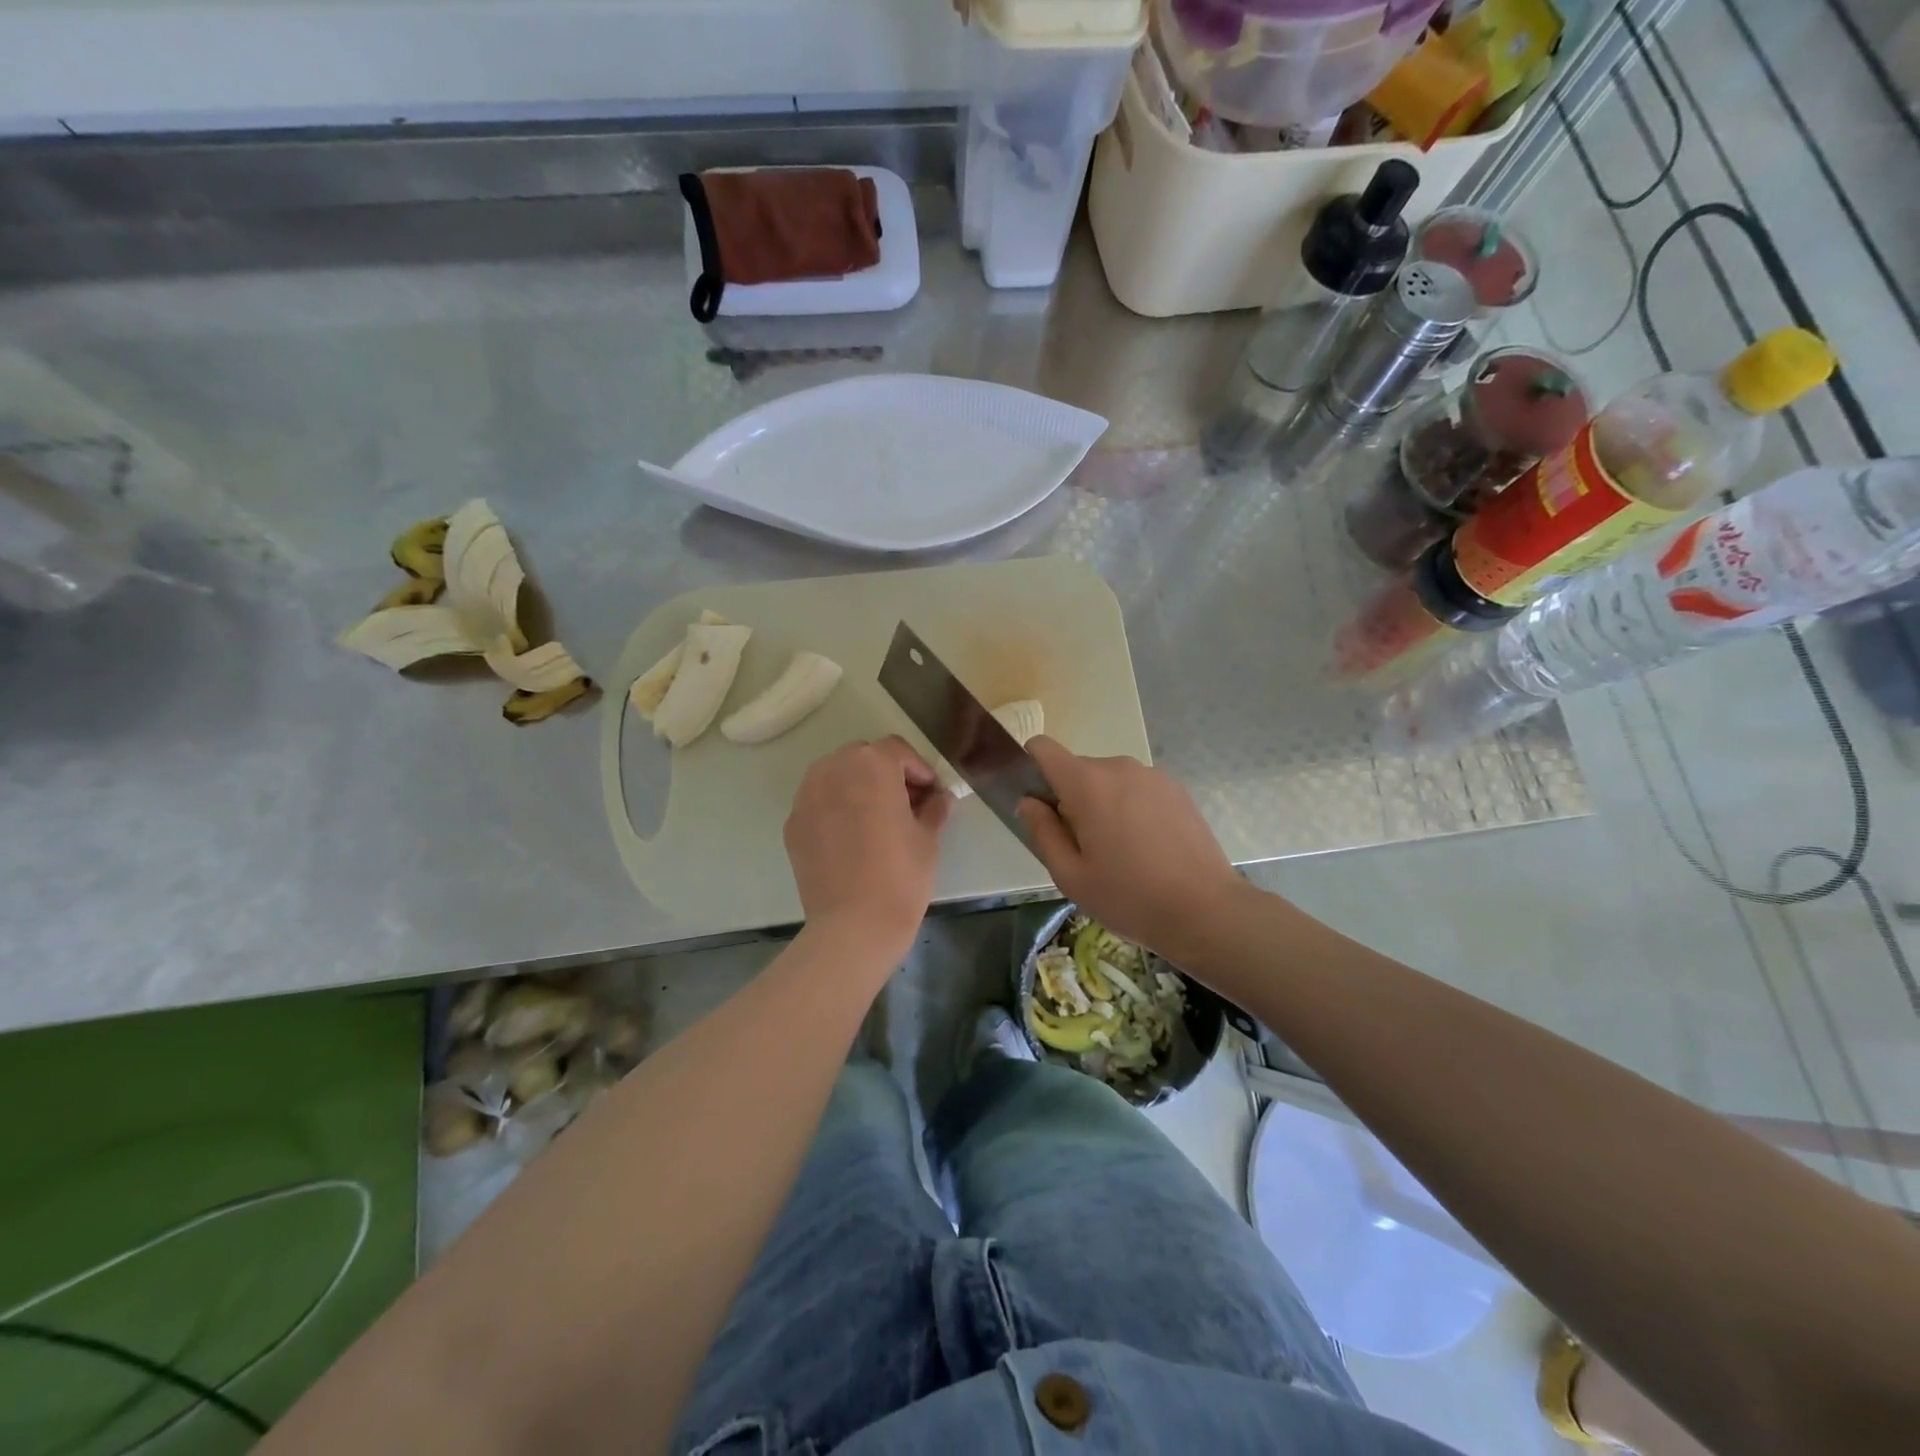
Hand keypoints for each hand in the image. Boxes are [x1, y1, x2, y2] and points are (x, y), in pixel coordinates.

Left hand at [784, 737, 952, 956]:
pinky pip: (819, 802)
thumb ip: (934, 808)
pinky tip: (851, 838)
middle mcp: (833, 770)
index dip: (919, 770)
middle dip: (886, 773)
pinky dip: (835, 808)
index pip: (898, 751)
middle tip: (906, 803)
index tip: (931, 794)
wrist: (853, 926)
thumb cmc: (901, 876)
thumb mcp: (928, 839)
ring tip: (875, 818)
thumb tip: (940, 799)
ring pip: (835, 775)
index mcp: (871, 765)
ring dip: (857, 785)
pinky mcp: (793, 824)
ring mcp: (807, 797)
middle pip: (863, 756)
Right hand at [1017, 736, 1241, 963]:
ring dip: (1103, 805)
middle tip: (1083, 848)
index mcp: (1086, 783)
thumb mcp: (1070, 875)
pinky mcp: (1177, 789)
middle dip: (1070, 799)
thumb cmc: (1129, 896)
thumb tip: (1029, 802)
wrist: (1206, 910)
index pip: (1043, 748)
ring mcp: (1152, 775)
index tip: (1039, 806)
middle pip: (1077, 770)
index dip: (1031, 769)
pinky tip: (1147, 849)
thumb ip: (1042, 832)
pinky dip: (1132, 809)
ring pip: (1109, 781)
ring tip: (1119, 853)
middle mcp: (1118, 767)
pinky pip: (1137, 790)